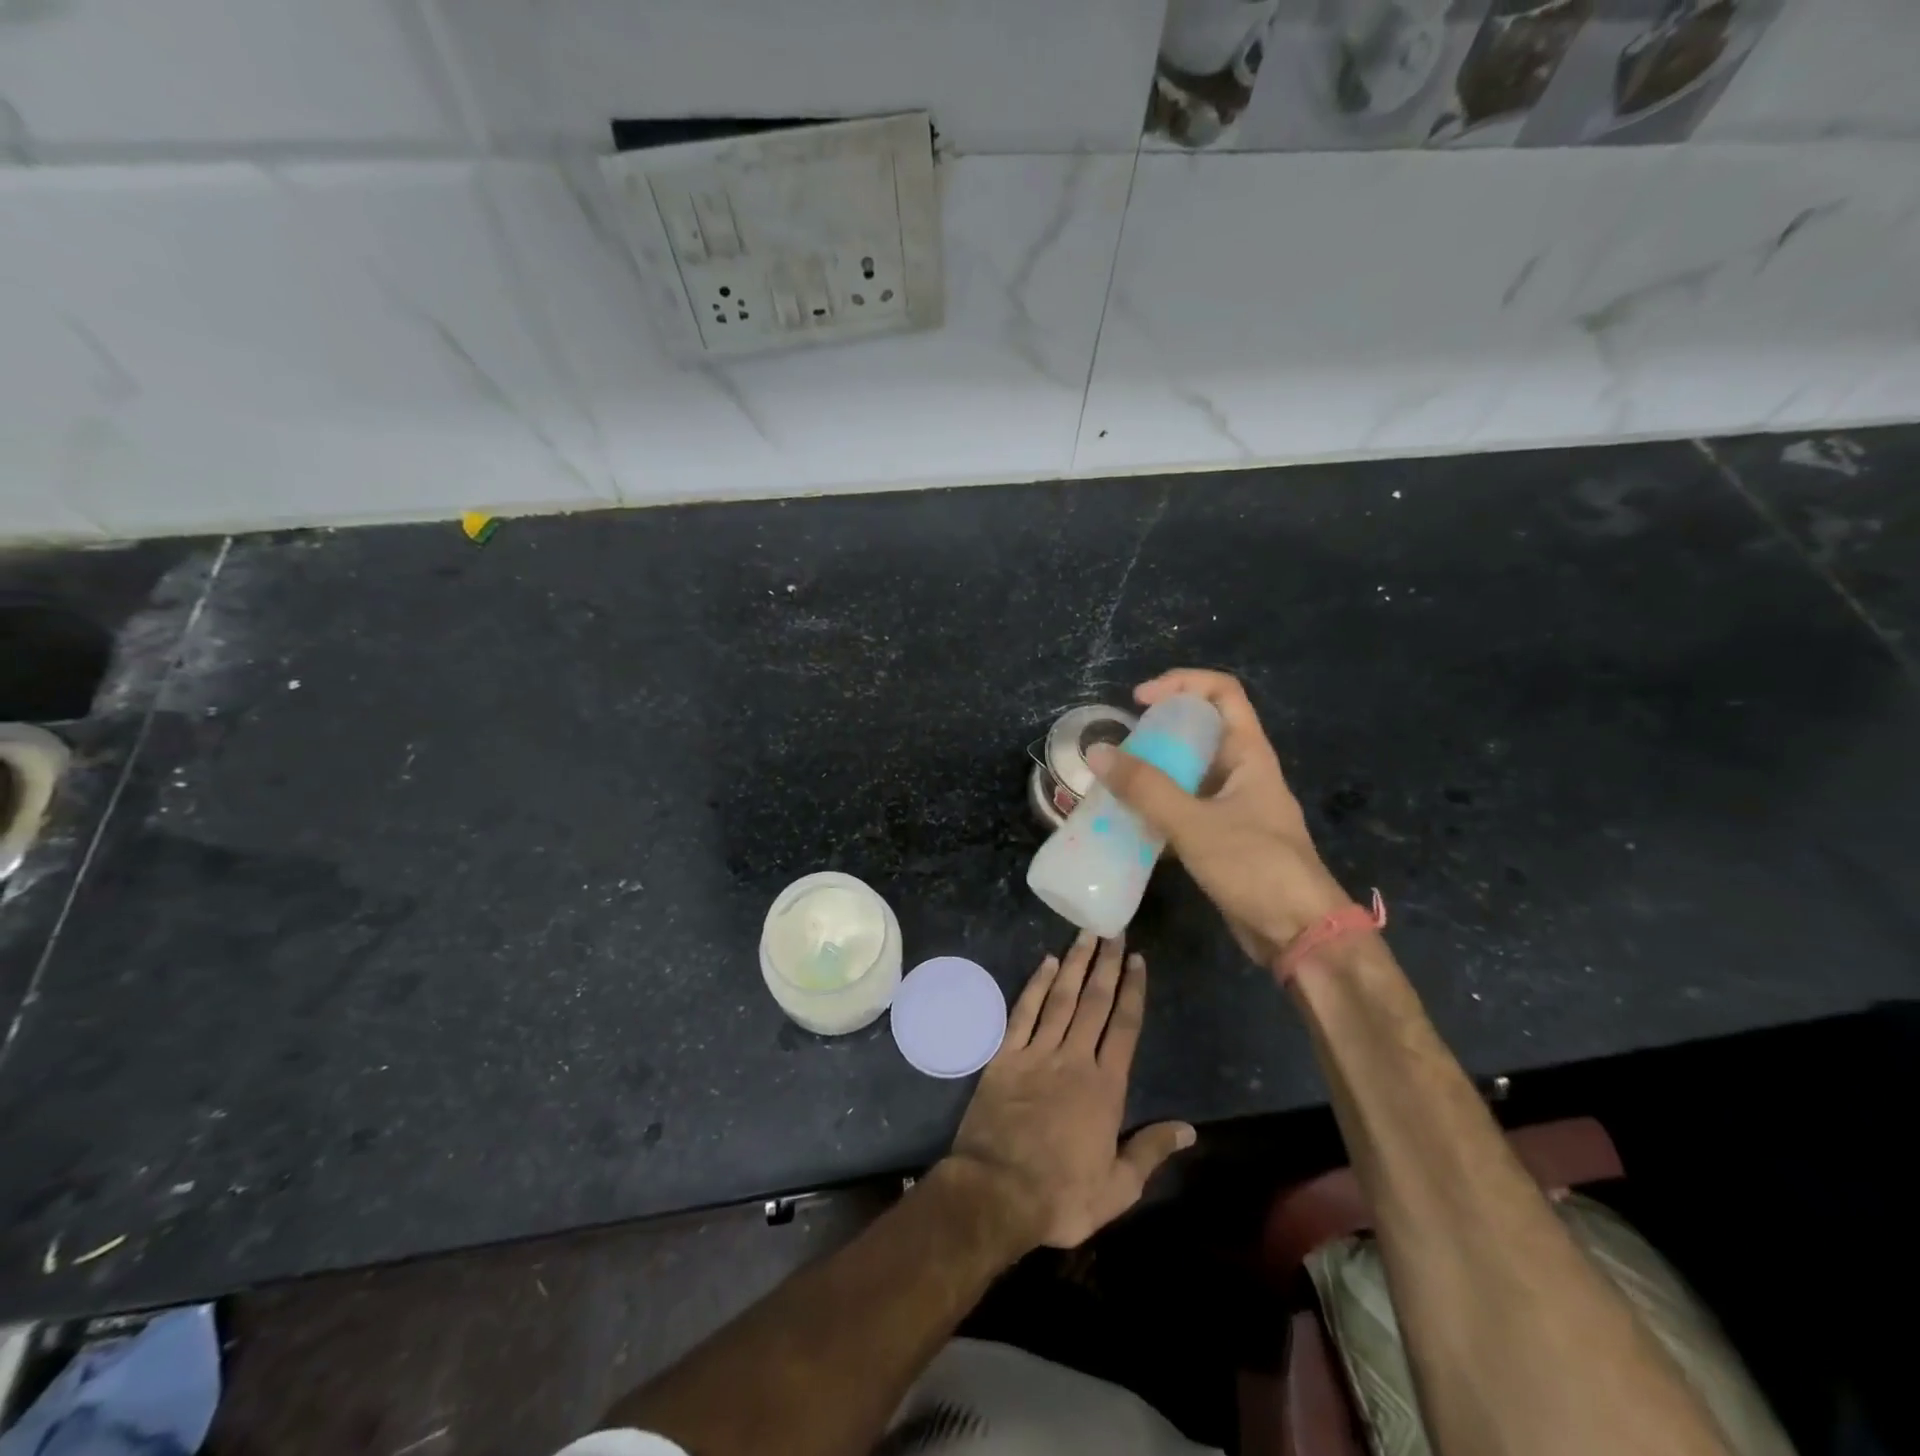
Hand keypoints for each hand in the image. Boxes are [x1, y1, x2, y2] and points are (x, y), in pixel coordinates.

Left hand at [947, 933, 1193, 1249]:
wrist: (997, 1192)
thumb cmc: (1062, 1195)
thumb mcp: (1118, 1188)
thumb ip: (1151, 1152)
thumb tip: (1189, 1130)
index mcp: (1105, 1087)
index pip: (1124, 1027)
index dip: (1132, 991)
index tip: (1137, 961)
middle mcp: (1074, 1059)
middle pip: (1094, 1002)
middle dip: (1106, 965)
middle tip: (1114, 931)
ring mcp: (1036, 1053)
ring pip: (1061, 998)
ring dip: (1075, 964)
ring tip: (1086, 934)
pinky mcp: (1005, 1056)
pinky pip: (1023, 1012)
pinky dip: (1035, 985)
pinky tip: (1046, 964)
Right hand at [1089, 668, 1352, 968]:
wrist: (1298, 934)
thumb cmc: (1255, 867)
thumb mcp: (1195, 824)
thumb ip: (1145, 789)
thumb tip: (1098, 754)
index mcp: (1248, 753)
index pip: (1222, 692)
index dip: (1180, 684)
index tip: (1139, 701)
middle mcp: (1241, 772)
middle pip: (1199, 730)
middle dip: (1157, 731)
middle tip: (1119, 747)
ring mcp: (1232, 806)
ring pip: (1187, 772)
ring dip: (1152, 772)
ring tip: (1114, 782)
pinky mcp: (1221, 838)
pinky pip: (1183, 808)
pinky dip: (1155, 808)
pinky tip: (1127, 822)